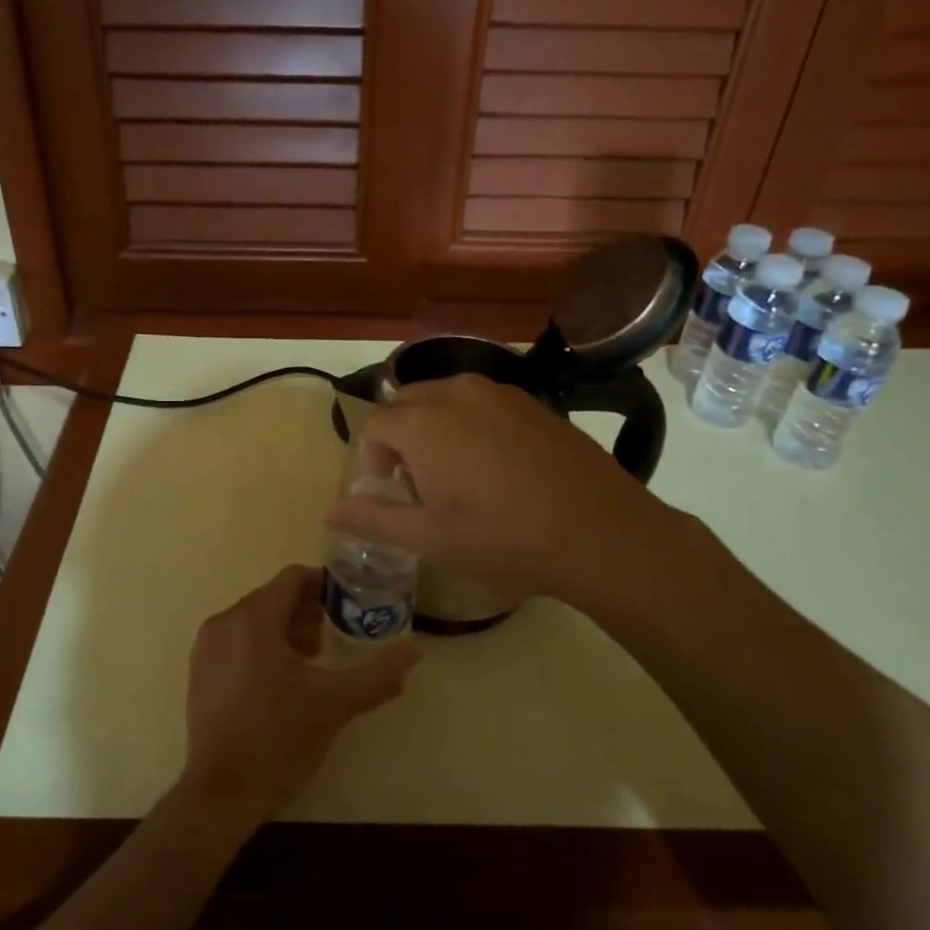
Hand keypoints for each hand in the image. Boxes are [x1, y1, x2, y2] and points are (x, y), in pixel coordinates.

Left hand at [181, 565, 417, 825]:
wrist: (221, 794)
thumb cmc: (278, 739)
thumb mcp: (335, 704)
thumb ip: (377, 674)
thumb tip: (414, 651)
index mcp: (254, 619)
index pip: (292, 578)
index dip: (323, 584)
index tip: (348, 602)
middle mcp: (224, 622)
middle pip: (272, 597)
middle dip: (306, 610)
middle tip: (335, 634)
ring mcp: (206, 648)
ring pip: (253, 619)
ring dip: (286, 628)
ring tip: (313, 658)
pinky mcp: (199, 671)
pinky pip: (236, 640)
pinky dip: (261, 645)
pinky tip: (282, 680)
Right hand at [323, 375, 720, 621]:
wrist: (601, 532)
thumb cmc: (504, 538)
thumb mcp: (431, 538)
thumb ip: (374, 518)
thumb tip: (328, 511)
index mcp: (423, 423)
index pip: (376, 425)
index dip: (375, 459)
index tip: (392, 492)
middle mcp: (456, 393)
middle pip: (407, 403)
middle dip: (402, 438)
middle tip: (420, 485)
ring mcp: (500, 392)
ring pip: (445, 398)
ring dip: (435, 428)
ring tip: (459, 475)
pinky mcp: (533, 401)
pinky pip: (482, 402)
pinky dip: (471, 424)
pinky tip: (498, 467)